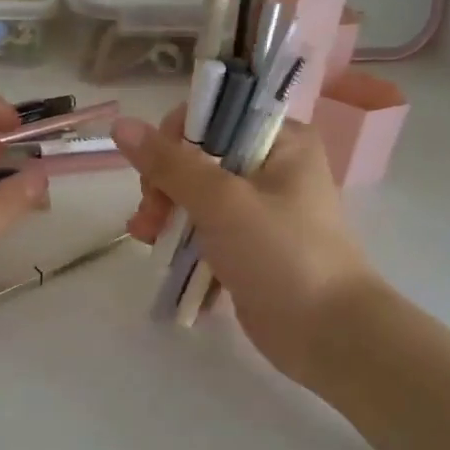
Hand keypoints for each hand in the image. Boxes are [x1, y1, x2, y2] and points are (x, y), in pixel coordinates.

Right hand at [112, 112, 381, 385]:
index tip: (156, 172)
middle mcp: (272, 166)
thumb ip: (170, 163)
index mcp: (281, 140)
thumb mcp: (222, 202)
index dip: (175, 138)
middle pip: (198, 156)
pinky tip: (161, 256)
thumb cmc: (281, 254)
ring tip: (146, 240)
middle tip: (150, 216)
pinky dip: (182, 239)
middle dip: (164, 184)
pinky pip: (205, 229)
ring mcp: (260, 208)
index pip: (214, 115)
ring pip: (196, 195)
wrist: (328, 334)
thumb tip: (121, 125)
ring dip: (165, 213)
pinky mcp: (249, 245)